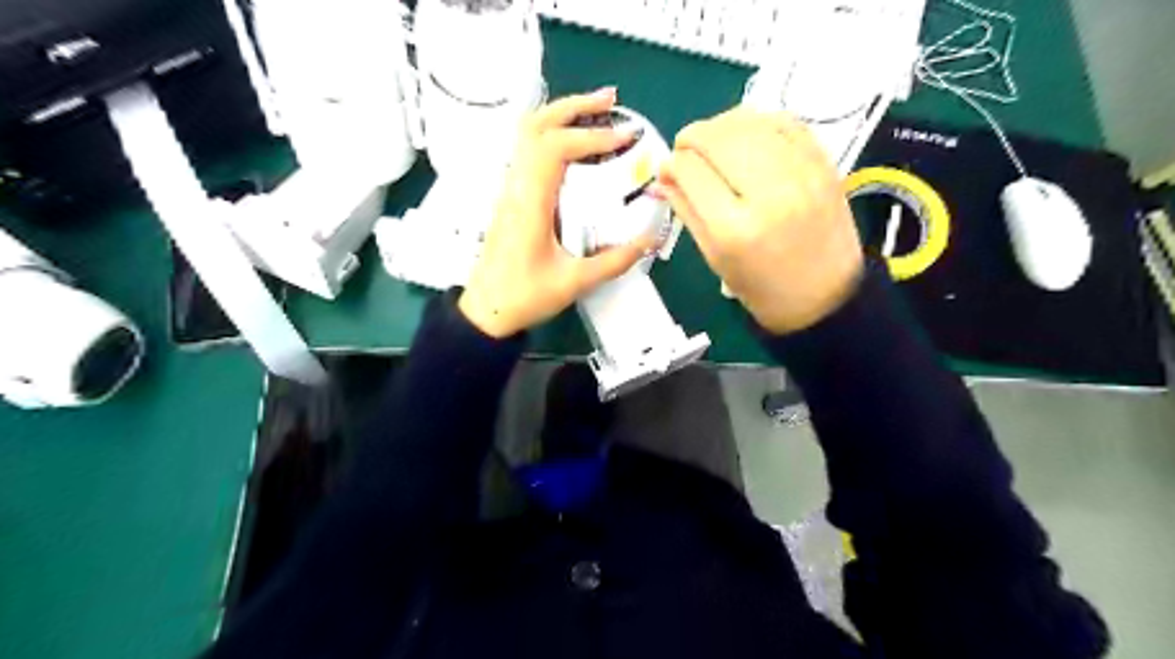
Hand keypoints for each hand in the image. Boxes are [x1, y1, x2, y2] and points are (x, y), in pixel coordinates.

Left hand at [456, 90, 652, 339]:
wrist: (485, 312)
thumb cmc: (524, 297)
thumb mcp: (574, 282)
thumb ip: (614, 260)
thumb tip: (649, 241)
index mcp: (529, 203)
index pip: (555, 148)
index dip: (591, 135)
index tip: (625, 138)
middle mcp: (515, 187)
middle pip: (536, 126)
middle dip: (574, 106)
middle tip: (611, 101)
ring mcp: (509, 190)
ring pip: (527, 135)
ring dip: (560, 116)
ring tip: (596, 112)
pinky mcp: (510, 199)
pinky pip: (527, 153)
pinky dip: (552, 136)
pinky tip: (575, 146)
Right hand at [656, 108, 864, 337]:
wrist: (824, 297)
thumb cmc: (761, 288)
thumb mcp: (714, 257)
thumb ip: (686, 210)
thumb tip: (665, 173)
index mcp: (734, 228)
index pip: (691, 170)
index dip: (672, 164)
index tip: (668, 169)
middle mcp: (768, 194)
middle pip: (718, 139)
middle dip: (692, 137)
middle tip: (685, 148)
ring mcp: (801, 174)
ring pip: (750, 123)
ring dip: (721, 124)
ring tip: (712, 140)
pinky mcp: (823, 164)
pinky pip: (785, 122)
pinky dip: (758, 120)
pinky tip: (745, 134)